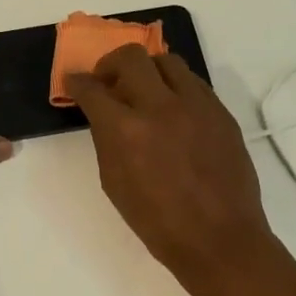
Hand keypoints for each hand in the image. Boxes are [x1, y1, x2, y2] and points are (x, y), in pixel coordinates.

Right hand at [65, 45, 278, 291]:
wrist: (219, 238)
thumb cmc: (157, 222)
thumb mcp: (114, 183)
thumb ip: (107, 141)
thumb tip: (105, 115)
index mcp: (126, 130)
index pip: (93, 89)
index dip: (78, 82)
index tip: (75, 82)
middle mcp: (160, 107)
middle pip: (130, 57)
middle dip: (110, 63)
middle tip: (107, 80)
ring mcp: (196, 105)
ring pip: (167, 61)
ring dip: (147, 69)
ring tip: (143, 89)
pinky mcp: (221, 112)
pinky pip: (193, 82)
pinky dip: (175, 86)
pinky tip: (172, 108)